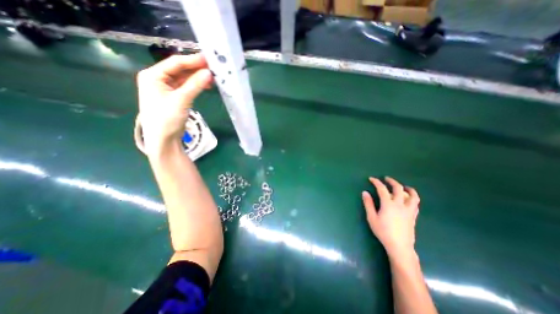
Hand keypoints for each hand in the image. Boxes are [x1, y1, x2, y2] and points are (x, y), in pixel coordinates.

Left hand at [135, 54, 211, 154]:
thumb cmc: (167, 118)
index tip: (208, 59)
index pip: (175, 63)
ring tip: (212, 77)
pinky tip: (205, 85)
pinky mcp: (173, 97)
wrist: (163, 139)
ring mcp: (166, 88)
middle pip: (180, 70)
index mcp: (153, 75)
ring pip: (184, 78)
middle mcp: (158, 79)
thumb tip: (209, 73)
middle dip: (196, 69)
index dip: (193, 60)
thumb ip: (195, 85)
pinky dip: (195, 86)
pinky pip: (186, 87)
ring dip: (197, 78)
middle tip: (213, 68)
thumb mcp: (181, 100)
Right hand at [364, 176, 419, 258]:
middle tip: (386, 179)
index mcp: (388, 204)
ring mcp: (408, 210)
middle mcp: (400, 204)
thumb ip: (368, 204)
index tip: (371, 179)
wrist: (399, 246)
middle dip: (392, 181)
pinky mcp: (413, 216)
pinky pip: (415, 204)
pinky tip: (408, 199)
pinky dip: (412, 198)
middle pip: (398, 188)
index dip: (376, 182)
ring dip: (407, 188)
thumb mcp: (372, 218)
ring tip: (403, 187)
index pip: (382, 189)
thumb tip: (365, 192)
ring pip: (412, 195)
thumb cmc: (383, 231)